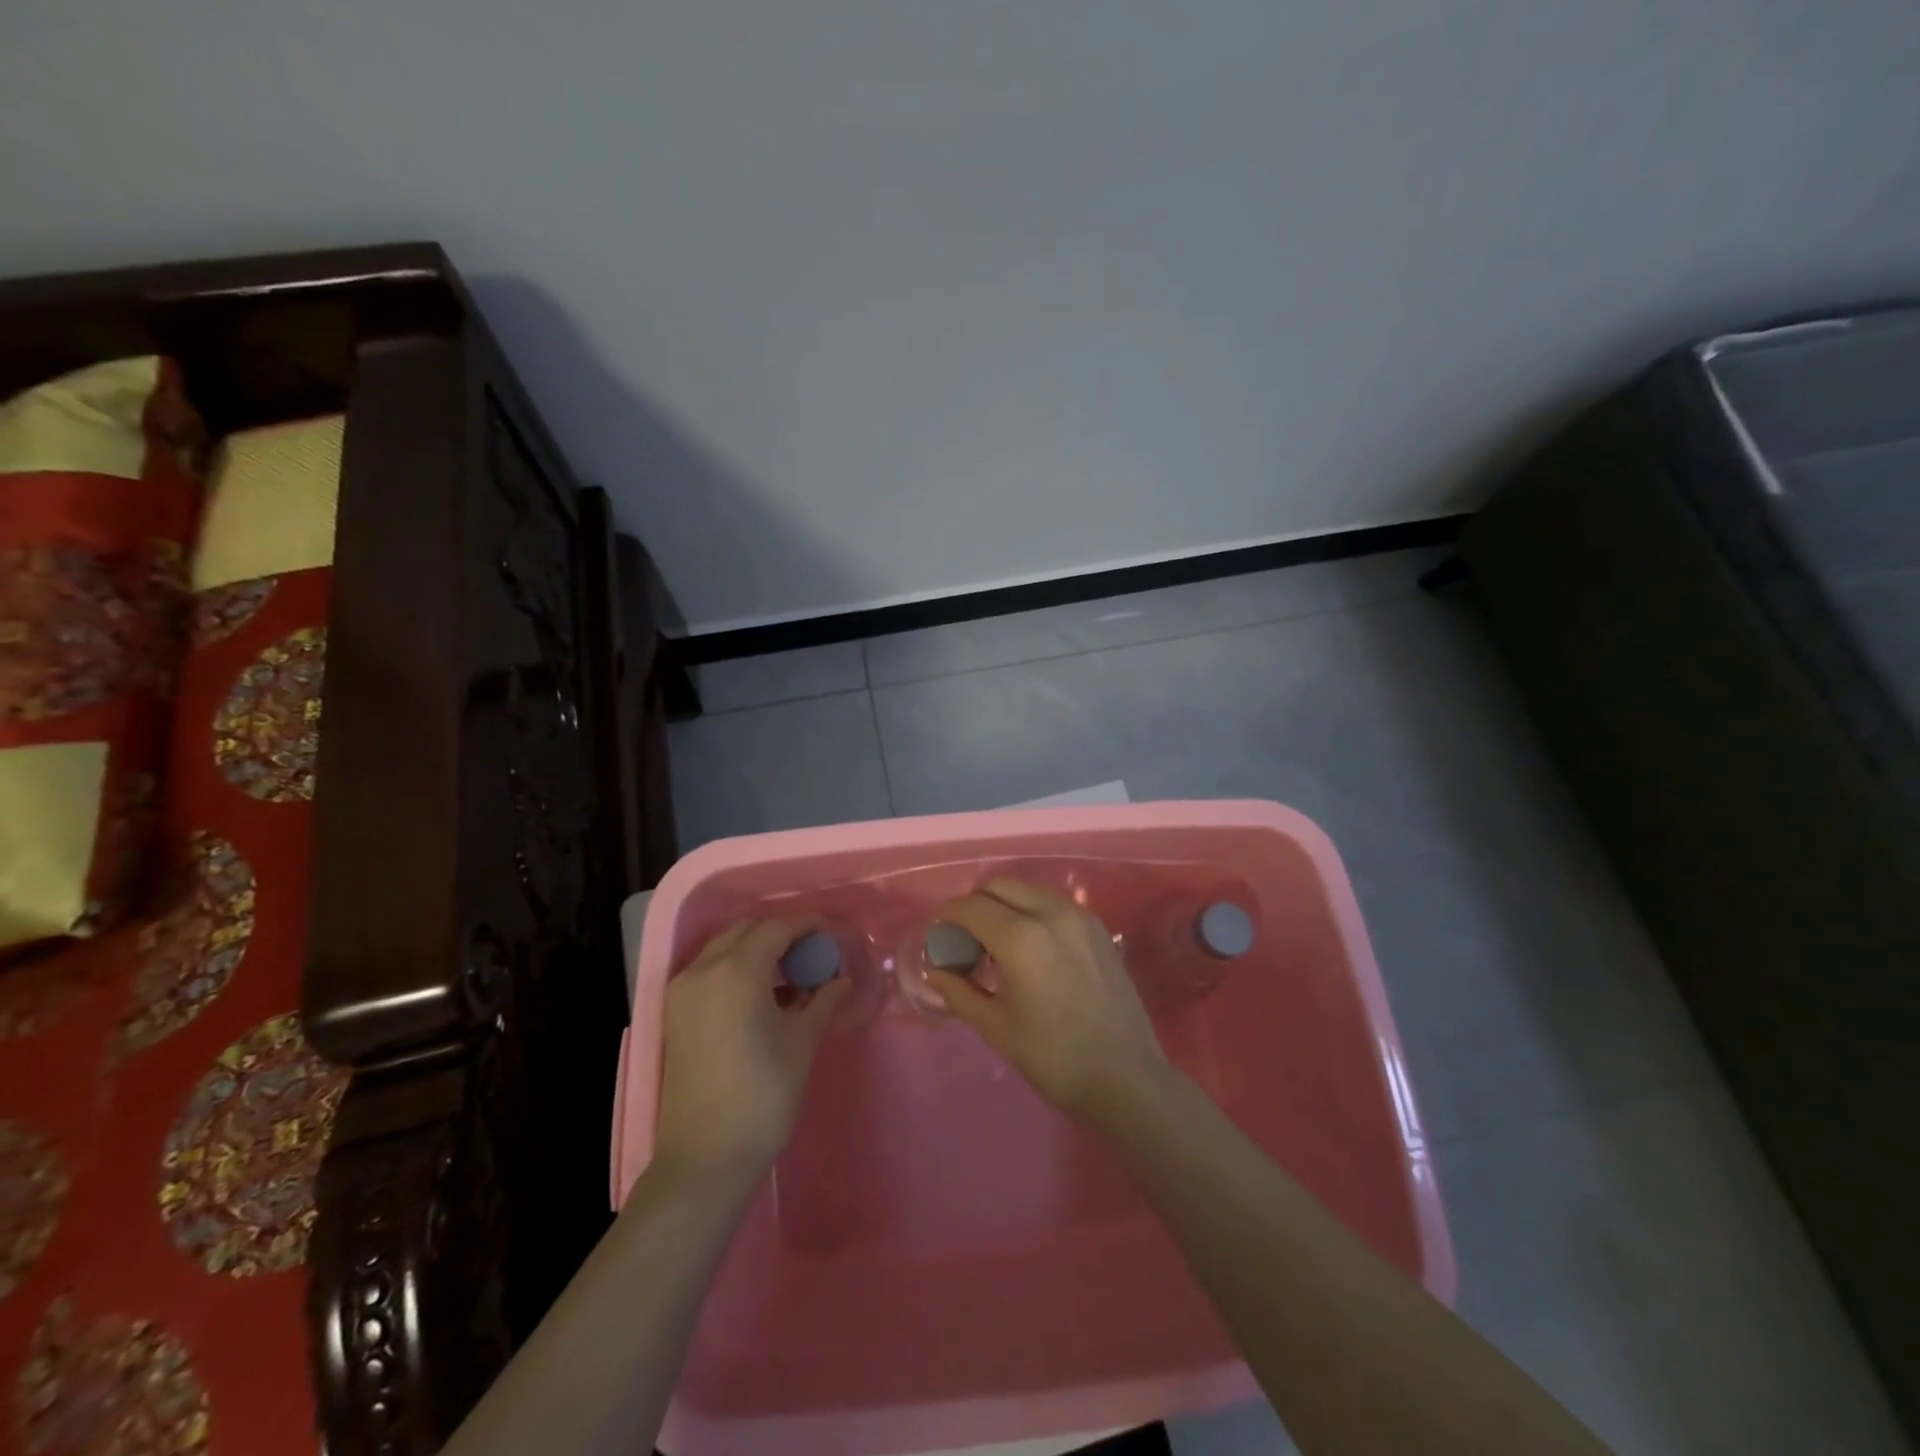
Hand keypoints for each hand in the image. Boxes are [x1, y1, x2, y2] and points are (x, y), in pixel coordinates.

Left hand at [652, 919, 849, 1188]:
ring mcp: (683, 991)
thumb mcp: (802, 1043)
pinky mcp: (674, 1014)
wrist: (705, 1158)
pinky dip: (735, 967)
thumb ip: (823, 1001)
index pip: (777, 928)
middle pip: (747, 930)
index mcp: (737, 971)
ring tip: (789, 972)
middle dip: (781, 932)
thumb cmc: (763, 1096)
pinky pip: (708, 970)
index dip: (807, 925)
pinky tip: (761, 993)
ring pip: (723, 947)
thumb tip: (841, 980)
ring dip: (756, 948)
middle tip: (812, 952)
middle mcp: (704, 970)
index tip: (831, 932)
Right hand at [928, 878, 1168, 1121]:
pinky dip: (1031, 912)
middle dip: (975, 904)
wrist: (1126, 1077)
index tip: (939, 935)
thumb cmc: (1053, 1057)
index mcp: (1020, 937)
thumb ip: (959, 991)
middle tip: (967, 938)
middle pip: (999, 885)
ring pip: (1028, 890)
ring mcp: (1078, 916)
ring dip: (1004, 904)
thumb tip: (935, 970)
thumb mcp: (996, 1027)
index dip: (948, 916)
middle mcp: (1050, 913)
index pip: (970, 906)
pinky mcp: (1097, 927)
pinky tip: (1031, 949)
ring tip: (998, 943)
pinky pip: (1053, 903)